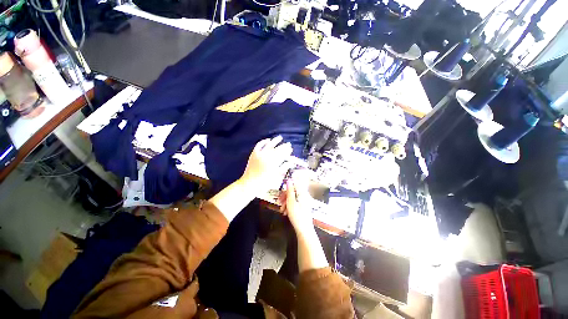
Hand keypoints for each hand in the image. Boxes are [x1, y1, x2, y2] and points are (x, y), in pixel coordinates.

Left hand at [240, 136, 292, 195]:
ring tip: (280, 137)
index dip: (287, 151)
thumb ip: (284, 168)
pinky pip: (259, 145)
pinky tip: (268, 140)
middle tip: (288, 144)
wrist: (250, 184)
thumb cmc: (264, 183)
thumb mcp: (276, 176)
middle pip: (277, 149)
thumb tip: (291, 162)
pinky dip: (263, 142)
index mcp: (273, 162)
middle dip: (283, 146)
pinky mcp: (253, 154)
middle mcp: (267, 156)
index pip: (283, 154)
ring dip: (275, 141)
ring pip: (269, 145)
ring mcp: (259, 154)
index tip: (291, 149)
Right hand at [278, 170, 314, 233]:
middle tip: (280, 202)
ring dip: (286, 202)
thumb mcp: (291, 202)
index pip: (295, 184)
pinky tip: (286, 212)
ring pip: (293, 198)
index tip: (282, 192)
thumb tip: (289, 180)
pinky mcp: (303, 207)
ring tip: (282, 210)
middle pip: (293, 191)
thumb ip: (290, 191)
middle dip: (285, 196)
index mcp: (303, 193)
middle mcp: (304, 196)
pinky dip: (289, 206)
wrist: (304, 230)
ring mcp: (304, 202)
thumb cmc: (297, 216)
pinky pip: (295, 203)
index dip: (287, 187)